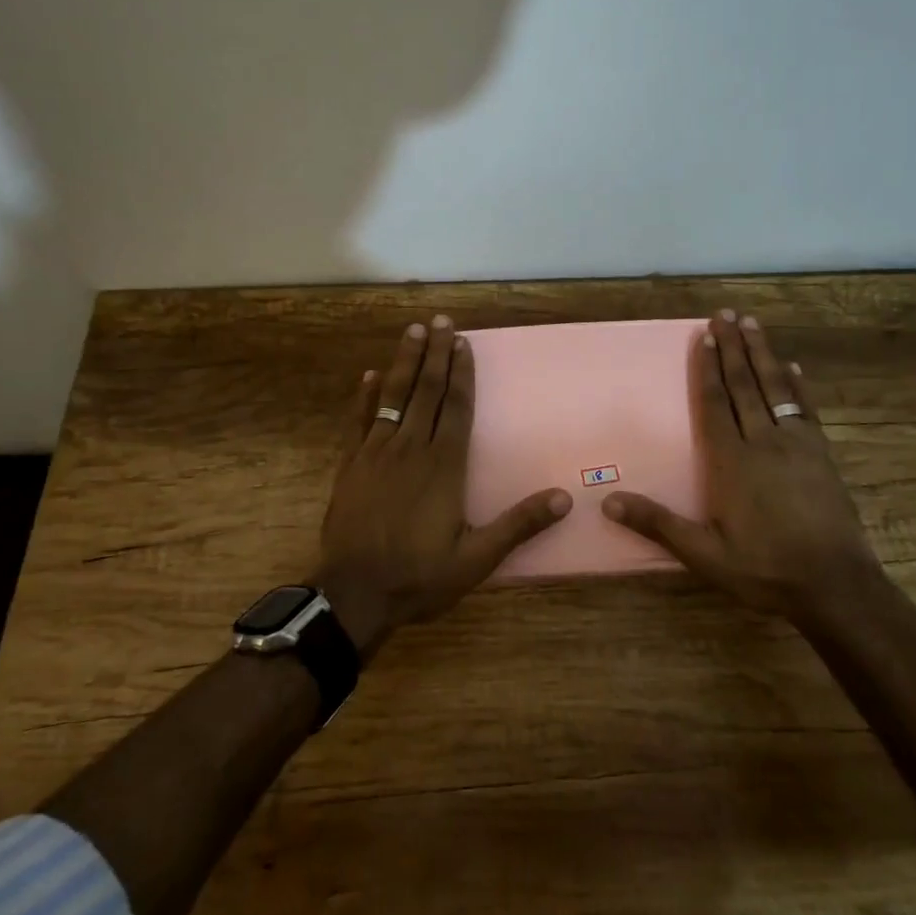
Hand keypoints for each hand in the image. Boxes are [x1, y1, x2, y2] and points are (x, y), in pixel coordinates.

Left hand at [315, 316, 570, 657]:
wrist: (354, 594)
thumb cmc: (419, 576)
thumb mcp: (477, 558)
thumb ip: (518, 525)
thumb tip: (565, 498)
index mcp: (444, 465)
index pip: (456, 407)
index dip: (462, 373)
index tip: (463, 342)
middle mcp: (411, 448)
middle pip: (426, 391)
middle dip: (435, 354)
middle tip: (440, 320)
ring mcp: (376, 453)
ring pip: (393, 396)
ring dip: (403, 362)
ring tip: (412, 331)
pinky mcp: (350, 465)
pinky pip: (358, 421)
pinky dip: (363, 397)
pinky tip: (368, 376)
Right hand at [602, 310, 880, 625]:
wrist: (836, 586)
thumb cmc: (764, 570)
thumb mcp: (705, 555)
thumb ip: (658, 524)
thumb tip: (608, 501)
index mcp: (732, 461)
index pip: (715, 403)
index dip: (707, 368)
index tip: (704, 335)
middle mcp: (763, 442)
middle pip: (744, 385)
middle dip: (733, 347)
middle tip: (725, 313)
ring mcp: (797, 445)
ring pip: (776, 388)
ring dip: (763, 354)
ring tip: (753, 323)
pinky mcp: (822, 455)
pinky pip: (806, 409)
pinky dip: (798, 385)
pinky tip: (794, 367)